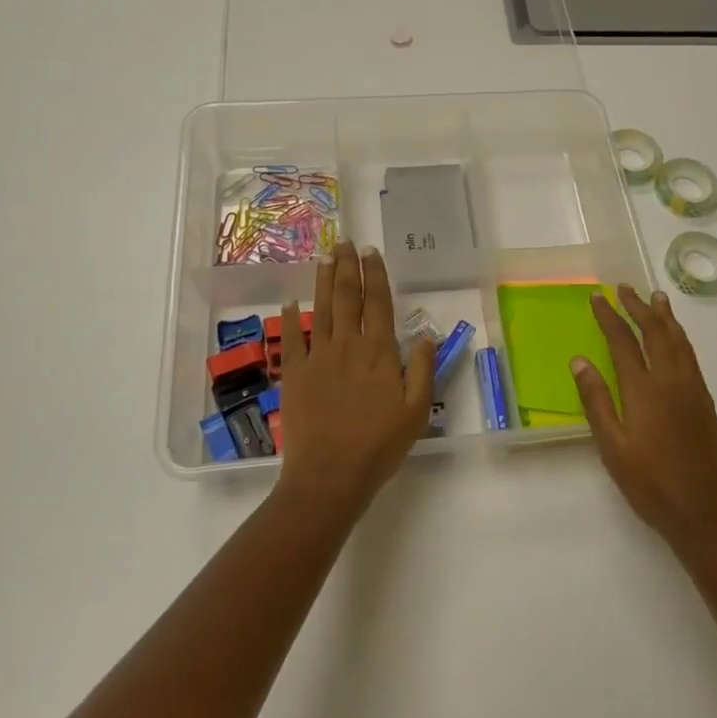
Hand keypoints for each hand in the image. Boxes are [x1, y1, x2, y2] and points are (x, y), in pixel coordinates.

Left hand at [275, 241, 434, 516]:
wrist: (330, 475)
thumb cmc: (379, 446)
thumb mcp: (416, 411)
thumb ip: (422, 369)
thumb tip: (425, 335)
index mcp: (379, 352)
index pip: (379, 303)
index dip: (376, 275)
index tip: (372, 253)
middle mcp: (348, 345)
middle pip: (348, 297)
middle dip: (348, 267)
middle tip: (345, 242)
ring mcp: (318, 357)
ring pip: (322, 309)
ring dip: (324, 281)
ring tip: (325, 257)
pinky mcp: (295, 374)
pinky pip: (292, 339)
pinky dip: (291, 318)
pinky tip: (291, 301)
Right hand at [573, 284, 716, 550]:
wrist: (706, 514)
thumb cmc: (651, 485)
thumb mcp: (612, 448)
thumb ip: (596, 401)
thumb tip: (579, 361)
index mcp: (644, 390)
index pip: (623, 342)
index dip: (609, 316)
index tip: (597, 298)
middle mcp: (671, 381)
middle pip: (655, 332)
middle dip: (638, 307)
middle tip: (625, 288)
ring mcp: (693, 390)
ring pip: (679, 341)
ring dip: (664, 317)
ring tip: (656, 298)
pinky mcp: (706, 402)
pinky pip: (691, 356)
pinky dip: (680, 337)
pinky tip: (676, 338)